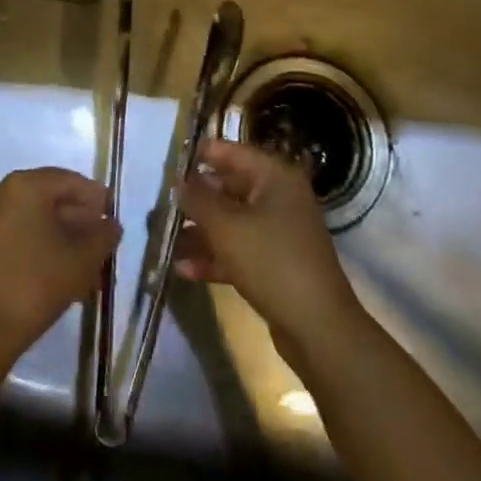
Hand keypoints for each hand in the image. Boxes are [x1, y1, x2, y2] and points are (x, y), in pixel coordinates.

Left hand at [0, 167, 120, 364]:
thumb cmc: (35, 282)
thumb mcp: (82, 259)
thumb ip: (103, 236)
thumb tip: (111, 225)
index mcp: (24, 186)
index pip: (68, 180)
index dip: (95, 196)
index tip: (113, 215)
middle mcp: (1, 195)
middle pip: (50, 199)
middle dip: (79, 221)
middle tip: (102, 243)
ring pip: (35, 222)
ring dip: (63, 239)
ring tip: (87, 266)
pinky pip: (19, 238)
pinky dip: (42, 250)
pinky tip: (61, 276)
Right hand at [175, 138, 362, 353]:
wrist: (318, 328)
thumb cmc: (271, 262)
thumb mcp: (226, 226)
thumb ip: (198, 199)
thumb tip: (179, 181)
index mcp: (276, 177)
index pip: (233, 152)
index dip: (201, 154)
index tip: (169, 160)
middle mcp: (280, 198)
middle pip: (230, 188)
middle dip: (196, 198)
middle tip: (162, 202)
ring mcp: (279, 233)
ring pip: (232, 222)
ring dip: (200, 231)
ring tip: (165, 238)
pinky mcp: (275, 264)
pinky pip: (239, 250)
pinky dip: (214, 256)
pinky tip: (183, 269)